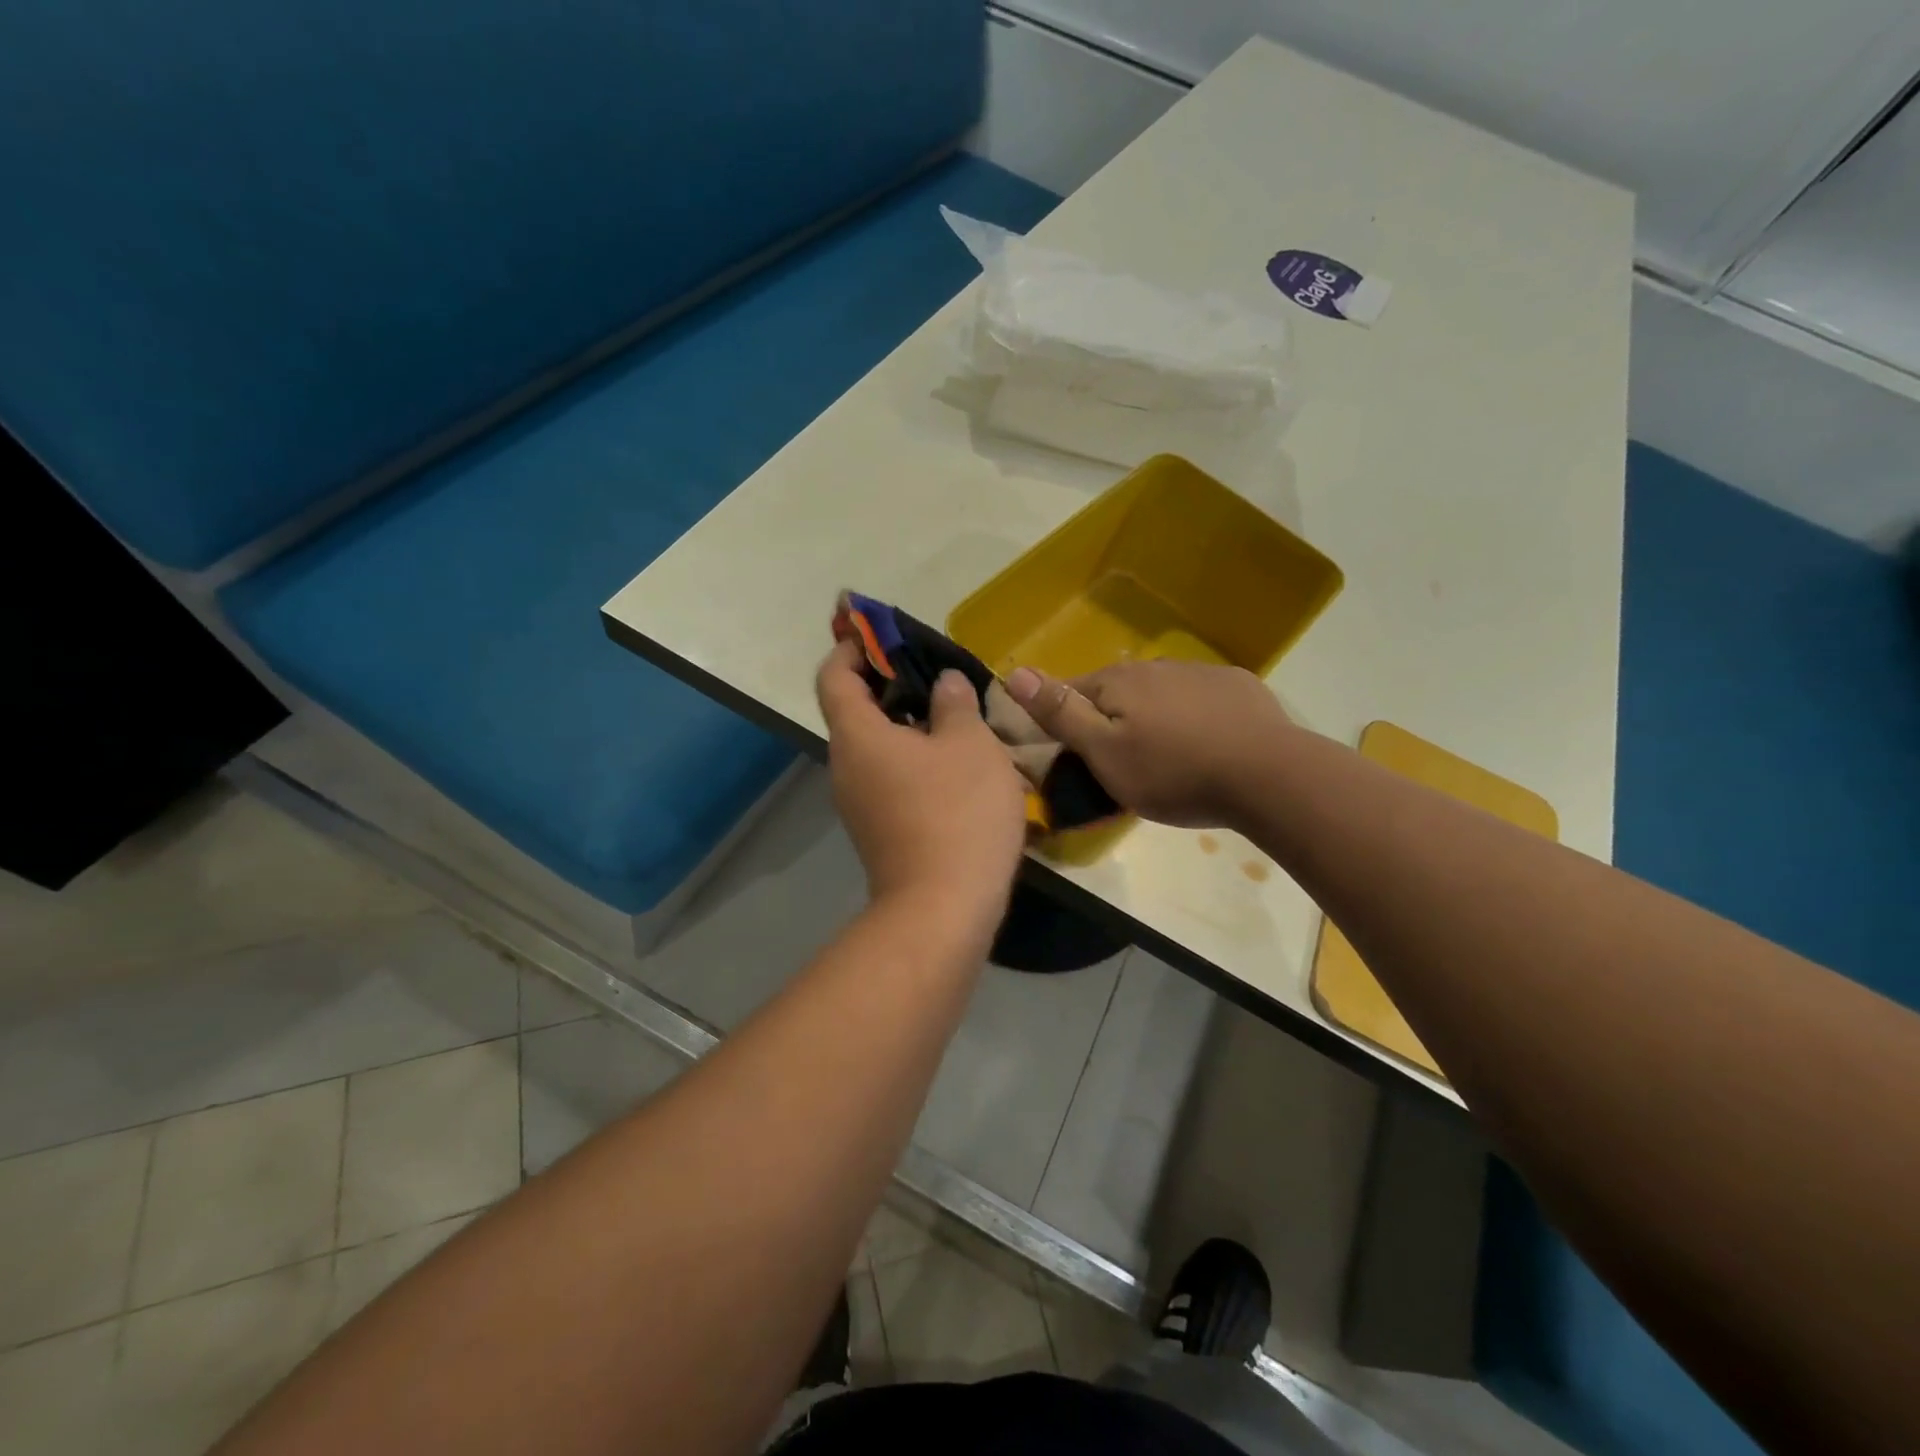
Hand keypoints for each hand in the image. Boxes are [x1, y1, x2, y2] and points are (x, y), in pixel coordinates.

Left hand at [816, 639, 1027, 930]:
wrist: (943, 908)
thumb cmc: (957, 812)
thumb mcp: (971, 745)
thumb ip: (956, 705)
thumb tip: (945, 684)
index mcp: (857, 735)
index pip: (833, 675)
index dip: (851, 647)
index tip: (879, 634)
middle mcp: (845, 766)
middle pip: (854, 711)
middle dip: (890, 685)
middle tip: (936, 674)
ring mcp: (858, 803)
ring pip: (875, 747)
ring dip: (907, 726)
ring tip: (954, 716)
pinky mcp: (878, 830)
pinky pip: (888, 777)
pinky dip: (912, 759)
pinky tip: (954, 764)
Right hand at [1005, 659, 1294, 828]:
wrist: (1268, 776)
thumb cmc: (1174, 772)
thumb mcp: (1104, 753)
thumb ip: (1060, 713)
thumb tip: (1015, 672)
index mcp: (1117, 681)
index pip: (1071, 691)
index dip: (1064, 721)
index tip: (1073, 755)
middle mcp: (1154, 666)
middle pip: (1116, 692)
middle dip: (1111, 721)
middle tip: (1122, 765)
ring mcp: (1199, 672)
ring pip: (1158, 694)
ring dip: (1152, 718)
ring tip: (1167, 759)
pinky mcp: (1237, 686)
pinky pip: (1199, 698)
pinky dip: (1193, 717)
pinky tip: (1208, 744)